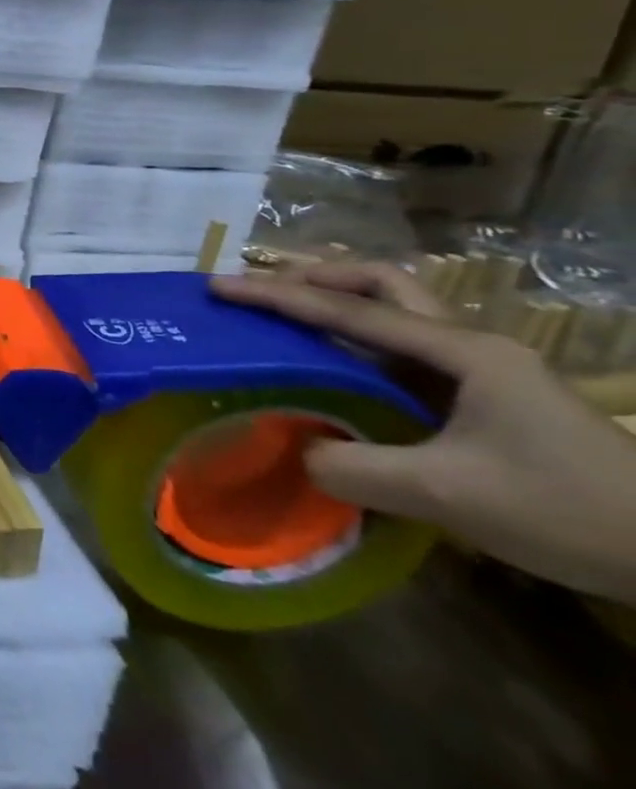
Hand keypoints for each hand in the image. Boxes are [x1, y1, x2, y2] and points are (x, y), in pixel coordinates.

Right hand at [213, 267, 635, 602]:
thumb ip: (355, 467)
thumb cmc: (569, 511)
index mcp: (462, 353)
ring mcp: (481, 371)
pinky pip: (402, 352)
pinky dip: (354, 343)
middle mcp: (469, 346)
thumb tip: (296, 450)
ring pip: (395, 312)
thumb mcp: (449, 494)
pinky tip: (332, 367)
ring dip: (336, 304)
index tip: (218, 287)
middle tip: (259, 291)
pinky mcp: (483, 399)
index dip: (277, 296)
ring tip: (284, 318)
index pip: (350, 309)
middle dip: (315, 277)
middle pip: (382, 284)